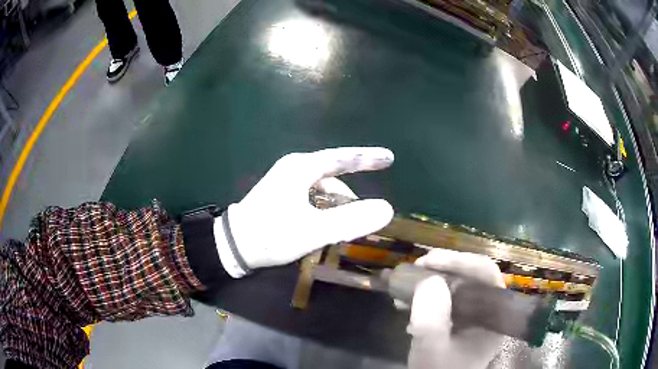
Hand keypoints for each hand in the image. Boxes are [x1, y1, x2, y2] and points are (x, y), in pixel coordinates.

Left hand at [214, 147, 394, 276]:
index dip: (368, 157)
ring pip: (323, 190)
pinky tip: (327, 227)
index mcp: (302, 168)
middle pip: (334, 175)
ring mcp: (286, 181)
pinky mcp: (282, 194)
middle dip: (351, 197)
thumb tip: (387, 209)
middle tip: (366, 216)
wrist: (233, 246)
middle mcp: (295, 168)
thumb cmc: (272, 235)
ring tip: (344, 230)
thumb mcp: (314, 231)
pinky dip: (324, 210)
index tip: (390, 157)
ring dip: (337, 208)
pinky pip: (313, 198)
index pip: (343, 158)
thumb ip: (351, 220)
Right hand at [408, 249, 504, 368]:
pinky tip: (407, 303)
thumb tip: (429, 280)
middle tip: (416, 267)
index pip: (485, 274)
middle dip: (442, 268)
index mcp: (493, 316)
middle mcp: (488, 312)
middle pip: (472, 277)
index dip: (459, 261)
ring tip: (406, 284)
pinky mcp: (459, 321)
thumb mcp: (432, 349)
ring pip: (458, 286)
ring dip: (431, 281)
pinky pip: (446, 299)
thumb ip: (432, 318)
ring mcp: (474, 317)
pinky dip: (427, 295)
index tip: (427, 261)